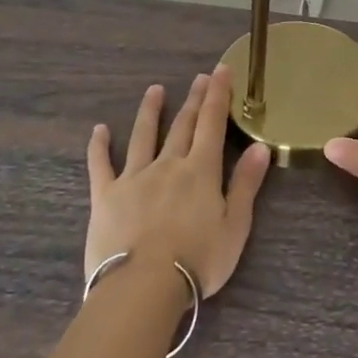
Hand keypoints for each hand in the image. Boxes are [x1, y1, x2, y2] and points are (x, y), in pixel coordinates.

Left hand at [85, 68, 271, 297]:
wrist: (143, 286)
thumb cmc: (198, 260)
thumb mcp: (235, 225)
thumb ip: (246, 184)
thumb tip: (259, 147)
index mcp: (201, 171)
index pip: (212, 124)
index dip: (218, 96)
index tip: (222, 71)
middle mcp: (168, 165)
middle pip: (183, 125)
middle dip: (194, 99)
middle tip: (200, 77)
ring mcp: (133, 178)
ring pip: (143, 136)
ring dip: (150, 111)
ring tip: (155, 90)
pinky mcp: (105, 196)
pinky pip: (100, 165)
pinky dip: (99, 146)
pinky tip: (99, 130)